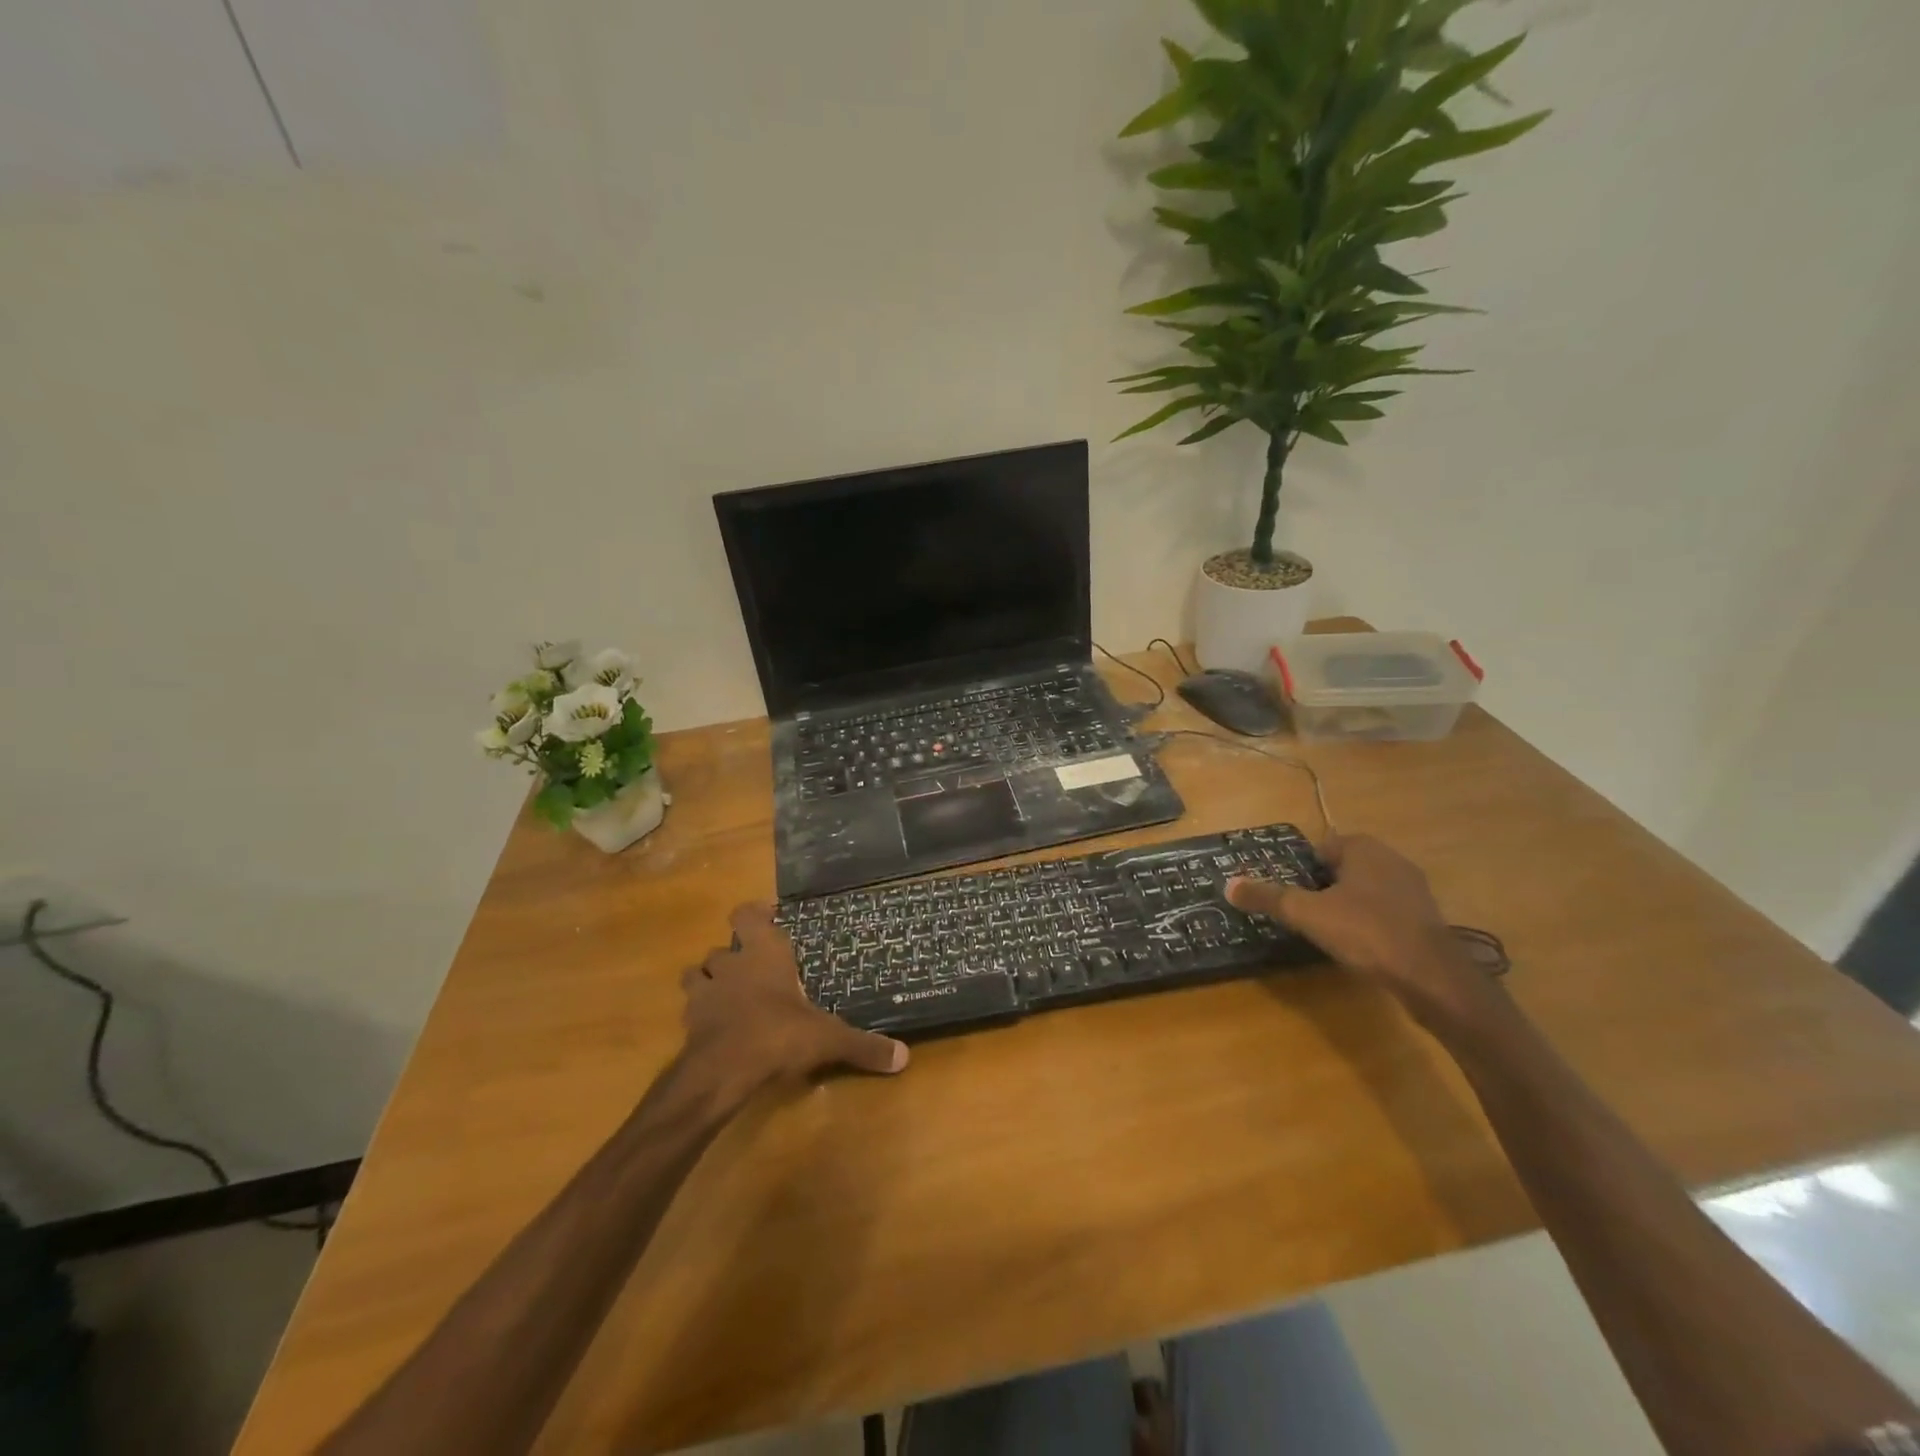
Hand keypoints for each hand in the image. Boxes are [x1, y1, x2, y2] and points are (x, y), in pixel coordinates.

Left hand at [680, 904, 909, 1098]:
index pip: (747, 915)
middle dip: (734, 955)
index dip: (754, 915)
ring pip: (698, 973)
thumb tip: (903, 1058)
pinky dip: (702, 1014)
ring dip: (710, 981)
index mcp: (764, 953)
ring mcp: (705, 993)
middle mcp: (731, 964)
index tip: (767, 919)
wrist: (721, 1072)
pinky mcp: (688, 1023)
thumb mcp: (828, 1039)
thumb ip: (863, 1046)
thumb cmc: (778, 1035)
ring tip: (729, 995)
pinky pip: (691, 1009)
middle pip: (722, 947)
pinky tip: (717, 1029)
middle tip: (755, 969)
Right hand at [1226, 834, 1487, 1026]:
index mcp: (1364, 848)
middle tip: (1299, 912)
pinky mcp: (1426, 920)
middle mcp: (1391, 859)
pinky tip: (1358, 946)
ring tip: (1324, 931)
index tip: (1285, 891)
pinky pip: (1385, 913)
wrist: (1433, 978)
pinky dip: (1369, 924)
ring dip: (1345, 906)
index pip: (1320, 847)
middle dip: (1321, 887)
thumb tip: (1228, 885)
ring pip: (1365, 891)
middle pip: (1342, 869)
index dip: (1299, 869)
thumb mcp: (1307, 914)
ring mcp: (1413, 890)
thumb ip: (1267, 897)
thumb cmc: (1366, 932)